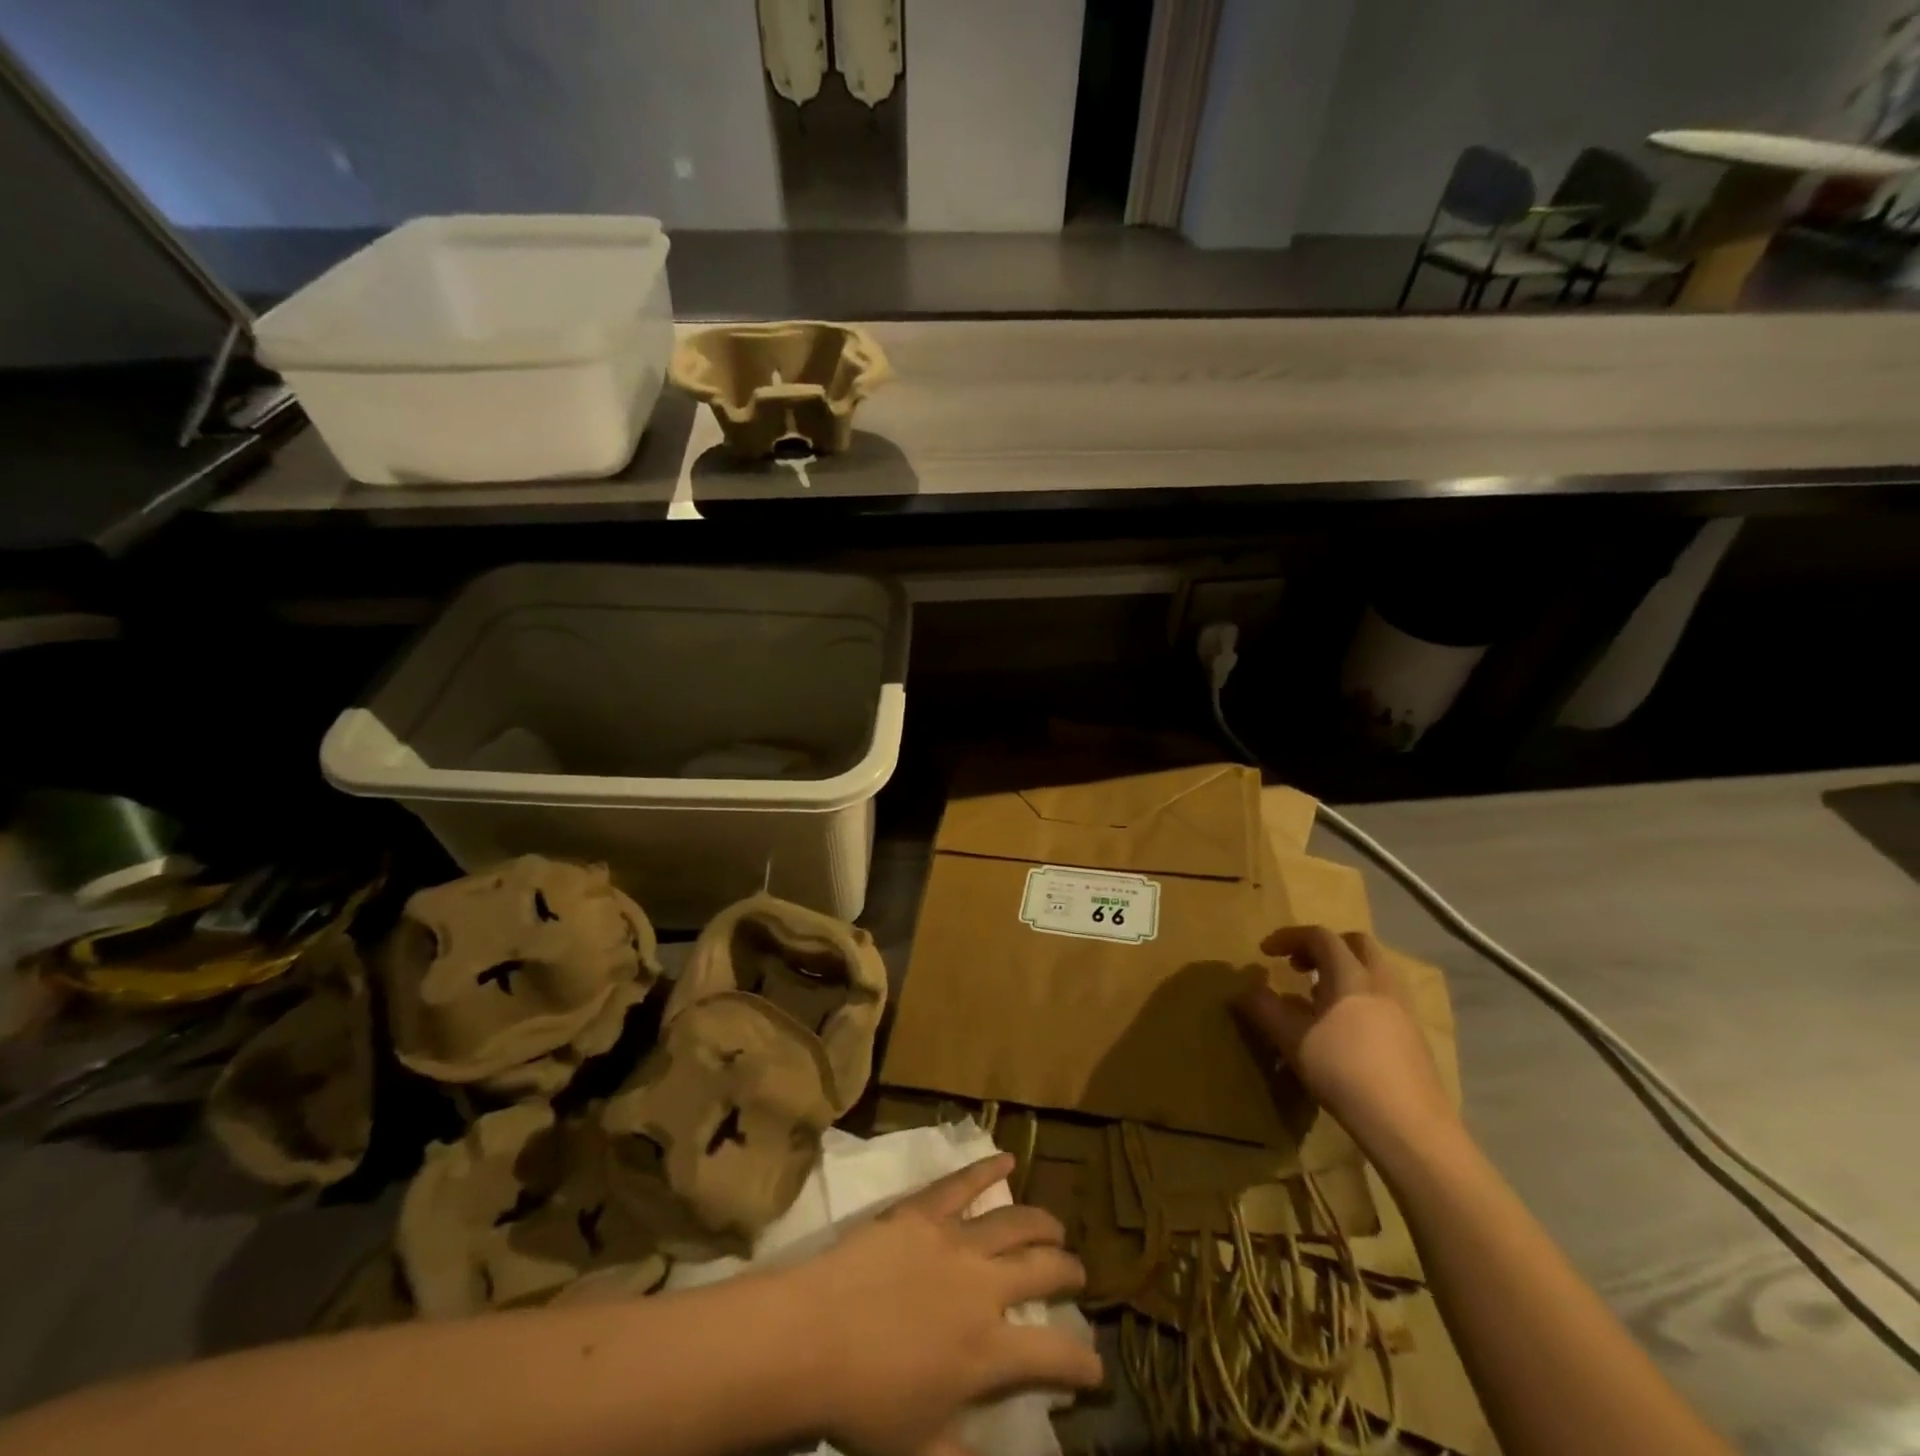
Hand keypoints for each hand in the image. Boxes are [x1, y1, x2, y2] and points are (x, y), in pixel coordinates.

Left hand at [784, 1153, 1101, 1455]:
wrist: (814, 1337)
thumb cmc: (864, 1403)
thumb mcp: (920, 1450)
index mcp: (987, 1353)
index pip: (1053, 1355)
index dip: (1082, 1361)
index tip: (1096, 1365)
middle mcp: (983, 1289)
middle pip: (1043, 1270)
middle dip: (1069, 1272)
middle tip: (1078, 1273)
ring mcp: (955, 1241)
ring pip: (1014, 1221)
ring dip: (1041, 1223)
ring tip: (1055, 1227)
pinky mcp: (924, 1211)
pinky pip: (963, 1182)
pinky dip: (988, 1168)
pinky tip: (1007, 1158)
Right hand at [1235, 925, 1458, 1163]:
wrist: (1410, 1127)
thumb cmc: (1344, 1073)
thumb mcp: (1292, 1040)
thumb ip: (1265, 1009)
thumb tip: (1244, 989)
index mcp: (1351, 976)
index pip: (1320, 937)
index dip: (1289, 937)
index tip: (1265, 952)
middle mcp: (1381, 984)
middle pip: (1356, 944)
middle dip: (1324, 947)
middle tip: (1299, 966)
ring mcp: (1403, 1010)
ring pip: (1374, 971)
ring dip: (1344, 971)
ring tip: (1318, 997)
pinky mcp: (1415, 1037)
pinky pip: (1384, 997)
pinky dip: (1360, 996)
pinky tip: (1344, 1029)